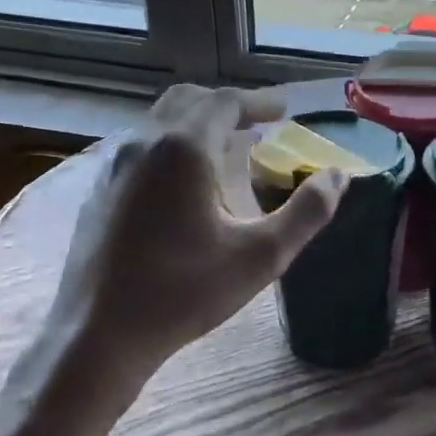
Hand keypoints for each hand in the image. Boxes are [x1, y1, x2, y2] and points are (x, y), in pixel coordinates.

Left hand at [52, 85, 345, 383]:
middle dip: (225, 105)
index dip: (258, 101)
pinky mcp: (98, 193)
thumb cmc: (184, 292)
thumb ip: (307, 212)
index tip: (283, 110)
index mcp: (183, 149)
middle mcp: (143, 144)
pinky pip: (140, 150)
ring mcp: (113, 167)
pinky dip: (170, 147)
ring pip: (158, 123)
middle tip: (256, 123)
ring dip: (195, 124)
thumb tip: (337, 176)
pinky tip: (183, 185)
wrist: (98, 334)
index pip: (224, 102)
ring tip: (225, 150)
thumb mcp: (261, 256)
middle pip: (187, 101)